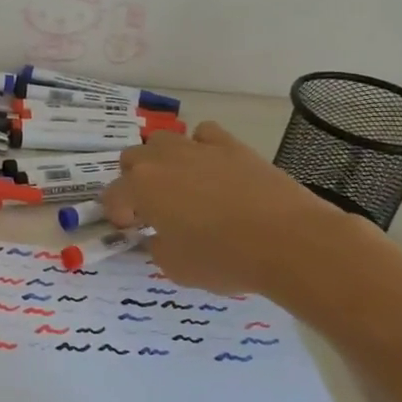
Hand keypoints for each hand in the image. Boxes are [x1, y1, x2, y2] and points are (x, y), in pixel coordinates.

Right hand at [102, 121, 366, 299]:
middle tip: (151, 207)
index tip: (131, 230)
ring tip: (178, 183)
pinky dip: (200, 146)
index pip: (113, 196)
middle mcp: (162, 160)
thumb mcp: (176, 268)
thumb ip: (157, 248)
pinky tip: (210, 167)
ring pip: (162, 139)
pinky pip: (203, 134)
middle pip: (131, 158)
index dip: (118, 214)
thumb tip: (159, 237)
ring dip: (161, 159)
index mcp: (141, 188)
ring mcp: (198, 148)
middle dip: (134, 181)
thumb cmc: (224, 259)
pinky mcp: (232, 146)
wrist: (288, 241)